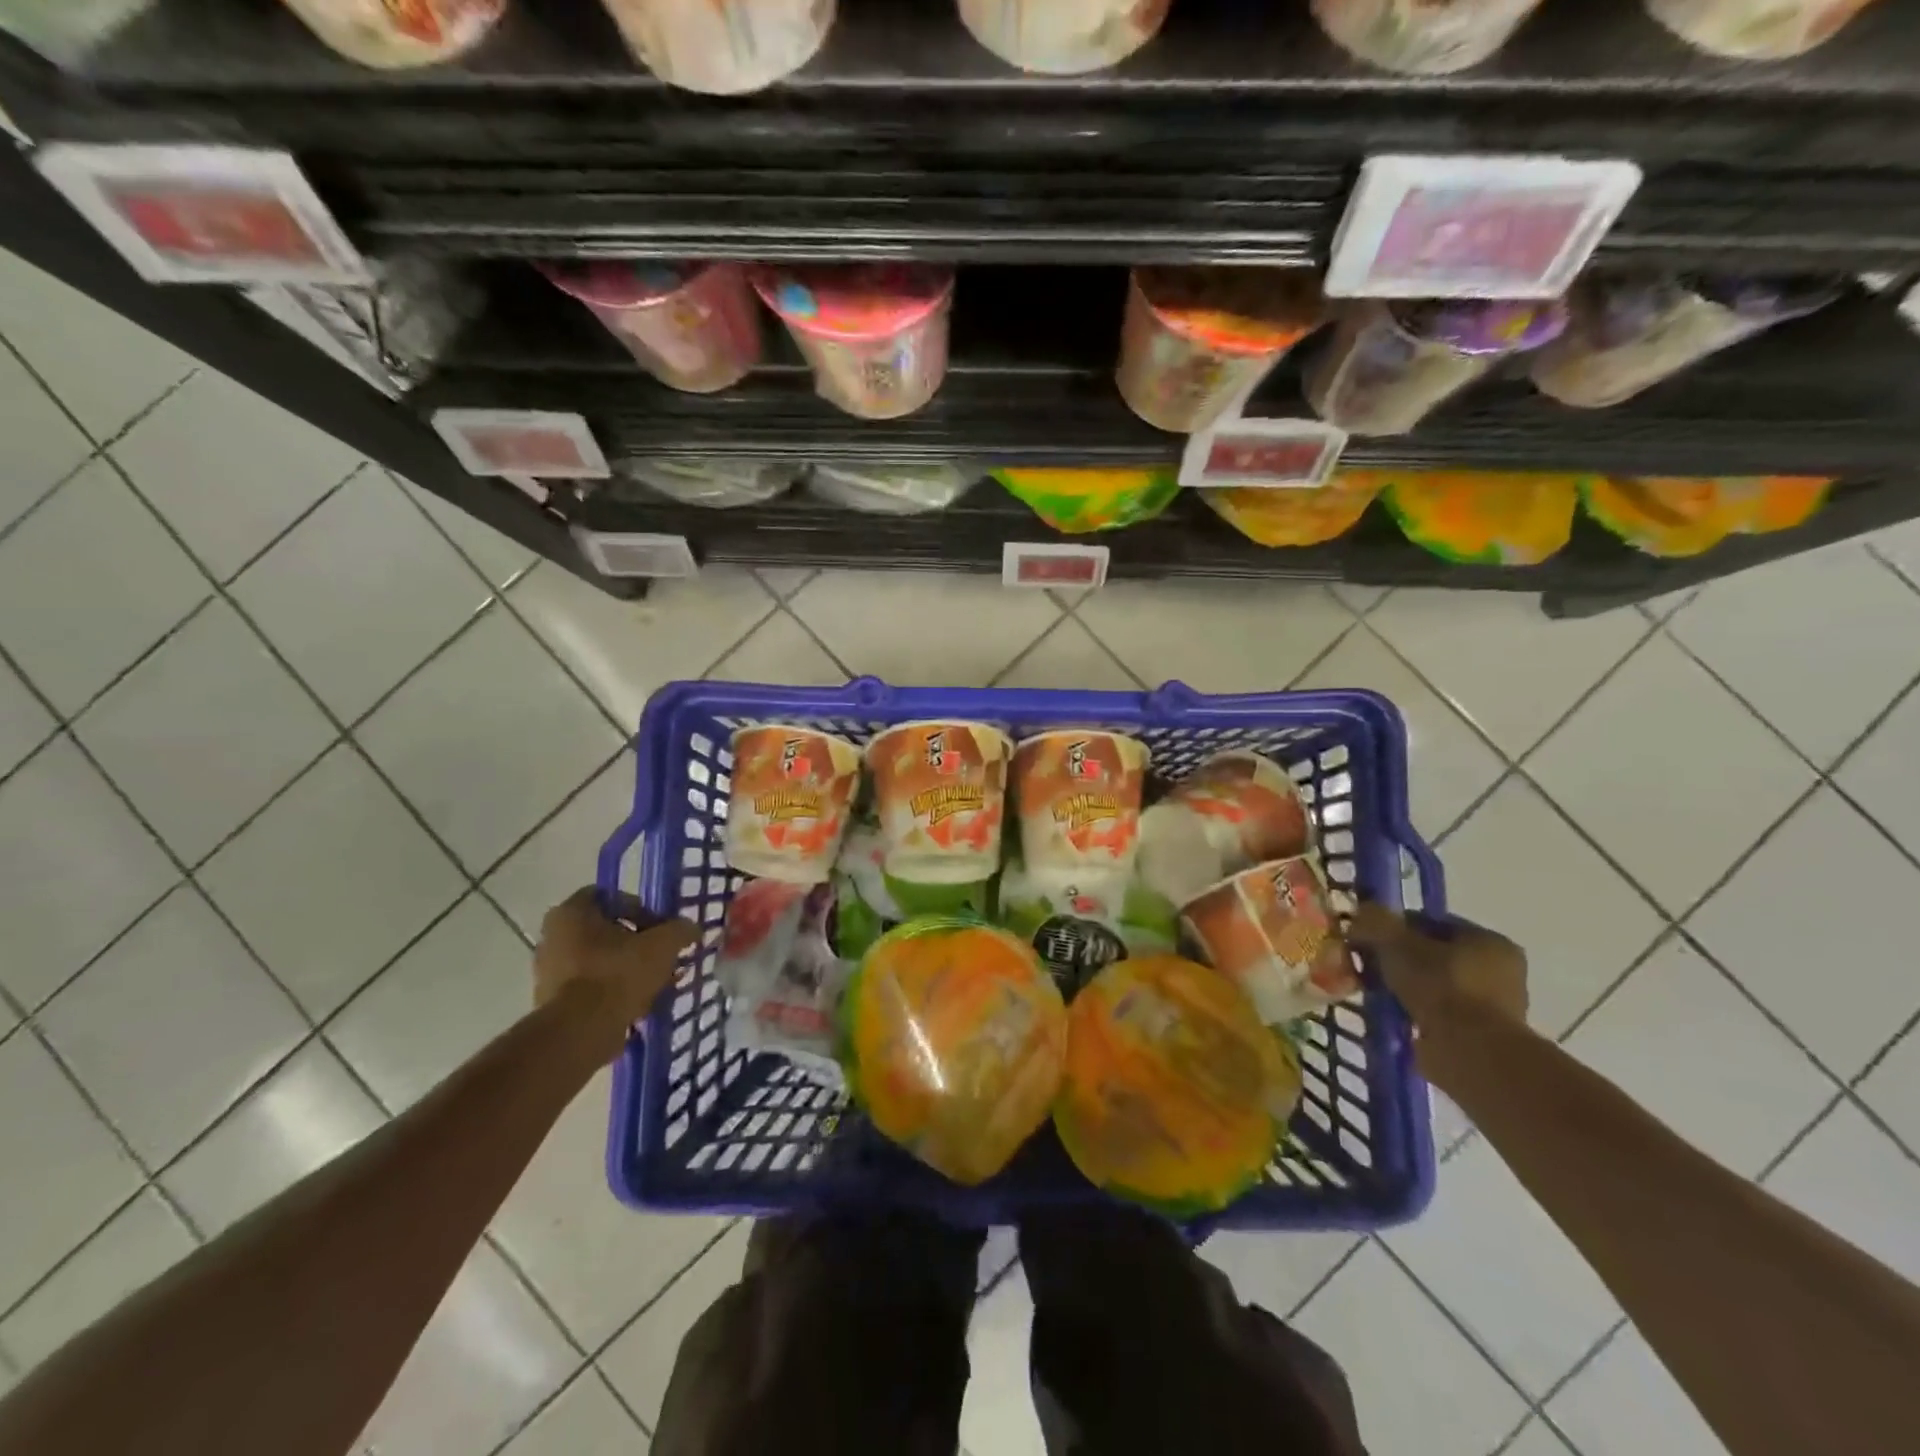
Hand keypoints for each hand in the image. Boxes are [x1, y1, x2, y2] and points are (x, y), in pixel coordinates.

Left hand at [535, 888, 697, 1058]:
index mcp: (571, 912)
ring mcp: (549, 972)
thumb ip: (680, 930)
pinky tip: (639, 1005)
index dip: (641, 908)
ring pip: (600, 961)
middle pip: (606, 931)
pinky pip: (591, 988)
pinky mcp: (552, 1003)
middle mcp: (553, 937)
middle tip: (661, 956)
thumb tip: (690, 929)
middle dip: (637, 943)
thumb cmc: (618, 974)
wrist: (580, 1033)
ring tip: (655, 983)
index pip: (610, 896)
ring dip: (628, 969)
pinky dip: (614, 992)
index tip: (661, 928)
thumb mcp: (663, 944)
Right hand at [1348, 903, 1529, 1072]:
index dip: (1397, 928)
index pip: (1434, 923)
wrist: (1469, 1052)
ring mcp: (1496, 1009)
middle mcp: (1502, 972)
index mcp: (1490, 942)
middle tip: (1370, 968)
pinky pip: (1439, 1017)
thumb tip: (1361, 914)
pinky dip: (1416, 1015)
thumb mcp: (1396, 941)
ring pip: (1436, 988)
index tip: (1369, 939)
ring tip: (1377, 995)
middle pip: (1436, 956)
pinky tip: (1393, 1017)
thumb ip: (1376, 922)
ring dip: (1407, 990)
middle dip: (1401, 961)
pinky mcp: (1483, 1039)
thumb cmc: (1440, 987)